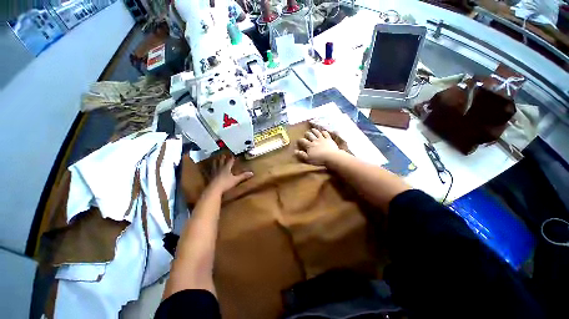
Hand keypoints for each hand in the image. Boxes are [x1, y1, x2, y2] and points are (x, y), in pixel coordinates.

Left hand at [208, 155, 252, 193]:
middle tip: (222, 154)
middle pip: (221, 161)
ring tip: (215, 159)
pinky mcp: (210, 177)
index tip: (233, 155)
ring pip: (215, 165)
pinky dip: (209, 169)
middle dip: (222, 158)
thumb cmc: (226, 183)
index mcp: (226, 168)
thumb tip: (252, 173)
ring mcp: (214, 172)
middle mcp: (220, 168)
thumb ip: (243, 176)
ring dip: (215, 161)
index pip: (230, 161)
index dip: (232, 158)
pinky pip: (209, 171)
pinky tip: (208, 169)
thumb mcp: (236, 180)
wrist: (214, 189)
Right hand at [295, 128, 342, 165]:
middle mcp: (315, 140)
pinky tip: (323, 131)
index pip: (303, 141)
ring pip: (317, 133)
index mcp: (309, 145)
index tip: (298, 140)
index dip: (300, 140)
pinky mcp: (329, 139)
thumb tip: (295, 151)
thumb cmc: (319, 159)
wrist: (331, 157)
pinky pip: (326, 134)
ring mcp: (322, 139)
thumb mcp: (308, 159)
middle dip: (307, 134)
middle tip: (306, 133)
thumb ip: (301, 154)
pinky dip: (324, 132)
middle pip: (310, 135)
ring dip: (314, 131)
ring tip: (312, 129)